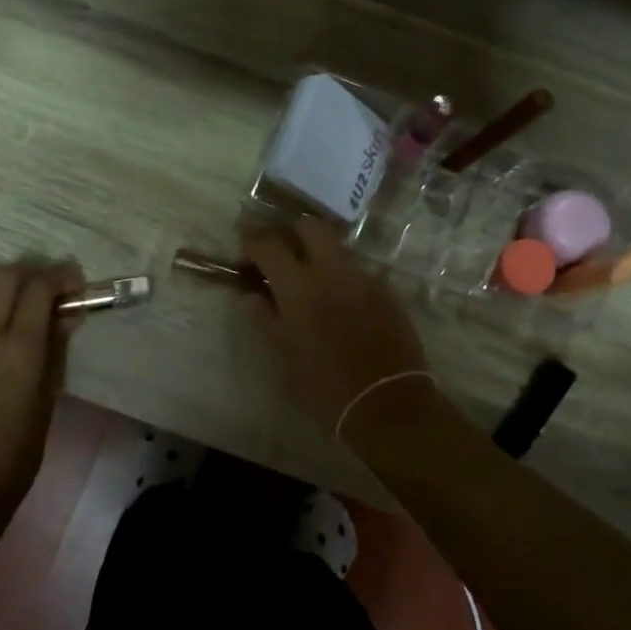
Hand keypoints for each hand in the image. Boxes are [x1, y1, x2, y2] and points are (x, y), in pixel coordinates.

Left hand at [0, 260, 84, 502]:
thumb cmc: (21, 443)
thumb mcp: (49, 391)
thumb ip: (56, 345)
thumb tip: (67, 314)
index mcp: (20, 347)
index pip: (38, 289)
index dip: (59, 277)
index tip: (73, 282)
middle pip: (2, 276)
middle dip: (27, 273)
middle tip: (43, 287)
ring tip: (6, 302)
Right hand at [242, 220, 431, 440]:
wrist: (386, 403)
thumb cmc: (324, 385)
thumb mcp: (284, 355)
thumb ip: (266, 319)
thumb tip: (254, 297)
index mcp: (298, 286)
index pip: (268, 244)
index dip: (252, 240)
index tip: (244, 247)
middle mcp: (331, 271)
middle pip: (310, 226)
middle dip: (291, 232)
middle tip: (281, 254)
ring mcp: (363, 278)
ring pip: (337, 249)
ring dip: (319, 257)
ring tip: (311, 283)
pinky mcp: (386, 292)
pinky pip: (358, 273)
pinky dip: (342, 280)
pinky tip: (340, 305)